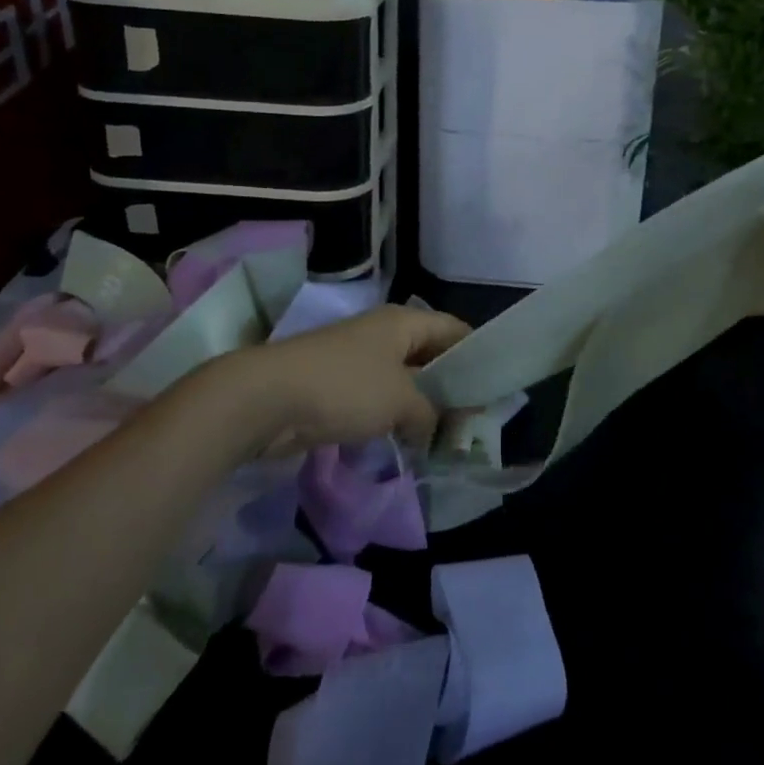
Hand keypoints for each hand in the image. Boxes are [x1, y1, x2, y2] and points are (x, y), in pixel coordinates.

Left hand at [211, 304, 471, 455]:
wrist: (268, 399)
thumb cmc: (346, 387)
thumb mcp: (402, 400)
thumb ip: (430, 414)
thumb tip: (432, 429)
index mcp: (404, 322)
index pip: (455, 330)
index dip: (478, 354)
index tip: (496, 389)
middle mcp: (383, 334)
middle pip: (430, 356)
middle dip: (451, 388)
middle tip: (474, 422)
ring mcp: (358, 359)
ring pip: (404, 380)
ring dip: (422, 407)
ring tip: (445, 438)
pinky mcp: (338, 387)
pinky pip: (379, 399)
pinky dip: (394, 418)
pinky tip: (406, 443)